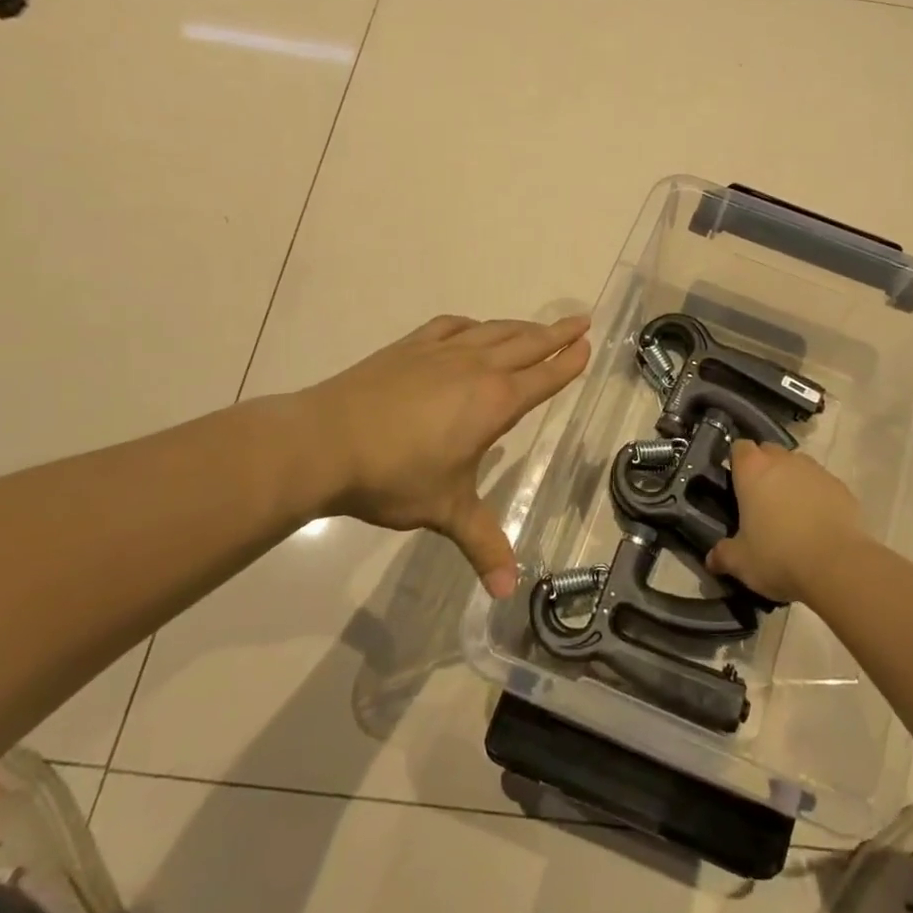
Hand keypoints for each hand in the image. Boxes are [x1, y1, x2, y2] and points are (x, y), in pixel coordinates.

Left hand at [305, 314, 590, 596]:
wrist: (325, 442)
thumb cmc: (395, 477)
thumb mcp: (446, 511)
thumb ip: (482, 544)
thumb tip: (507, 592)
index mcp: (495, 402)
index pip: (544, 377)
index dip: (568, 362)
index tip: (587, 345)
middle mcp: (476, 368)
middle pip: (527, 343)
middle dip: (557, 333)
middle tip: (581, 321)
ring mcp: (441, 353)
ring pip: (492, 331)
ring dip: (520, 327)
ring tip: (536, 326)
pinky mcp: (409, 348)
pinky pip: (450, 326)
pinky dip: (471, 325)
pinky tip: (472, 328)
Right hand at [706, 441, 863, 603]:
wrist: (838, 565)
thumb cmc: (778, 556)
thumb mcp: (741, 562)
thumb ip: (723, 555)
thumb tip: (711, 559)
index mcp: (753, 470)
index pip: (739, 447)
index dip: (737, 462)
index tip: (735, 482)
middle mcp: (783, 460)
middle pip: (769, 452)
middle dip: (763, 468)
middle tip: (760, 499)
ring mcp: (815, 470)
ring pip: (797, 465)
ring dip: (791, 480)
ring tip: (790, 512)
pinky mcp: (840, 486)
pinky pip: (821, 483)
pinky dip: (816, 495)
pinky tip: (816, 522)